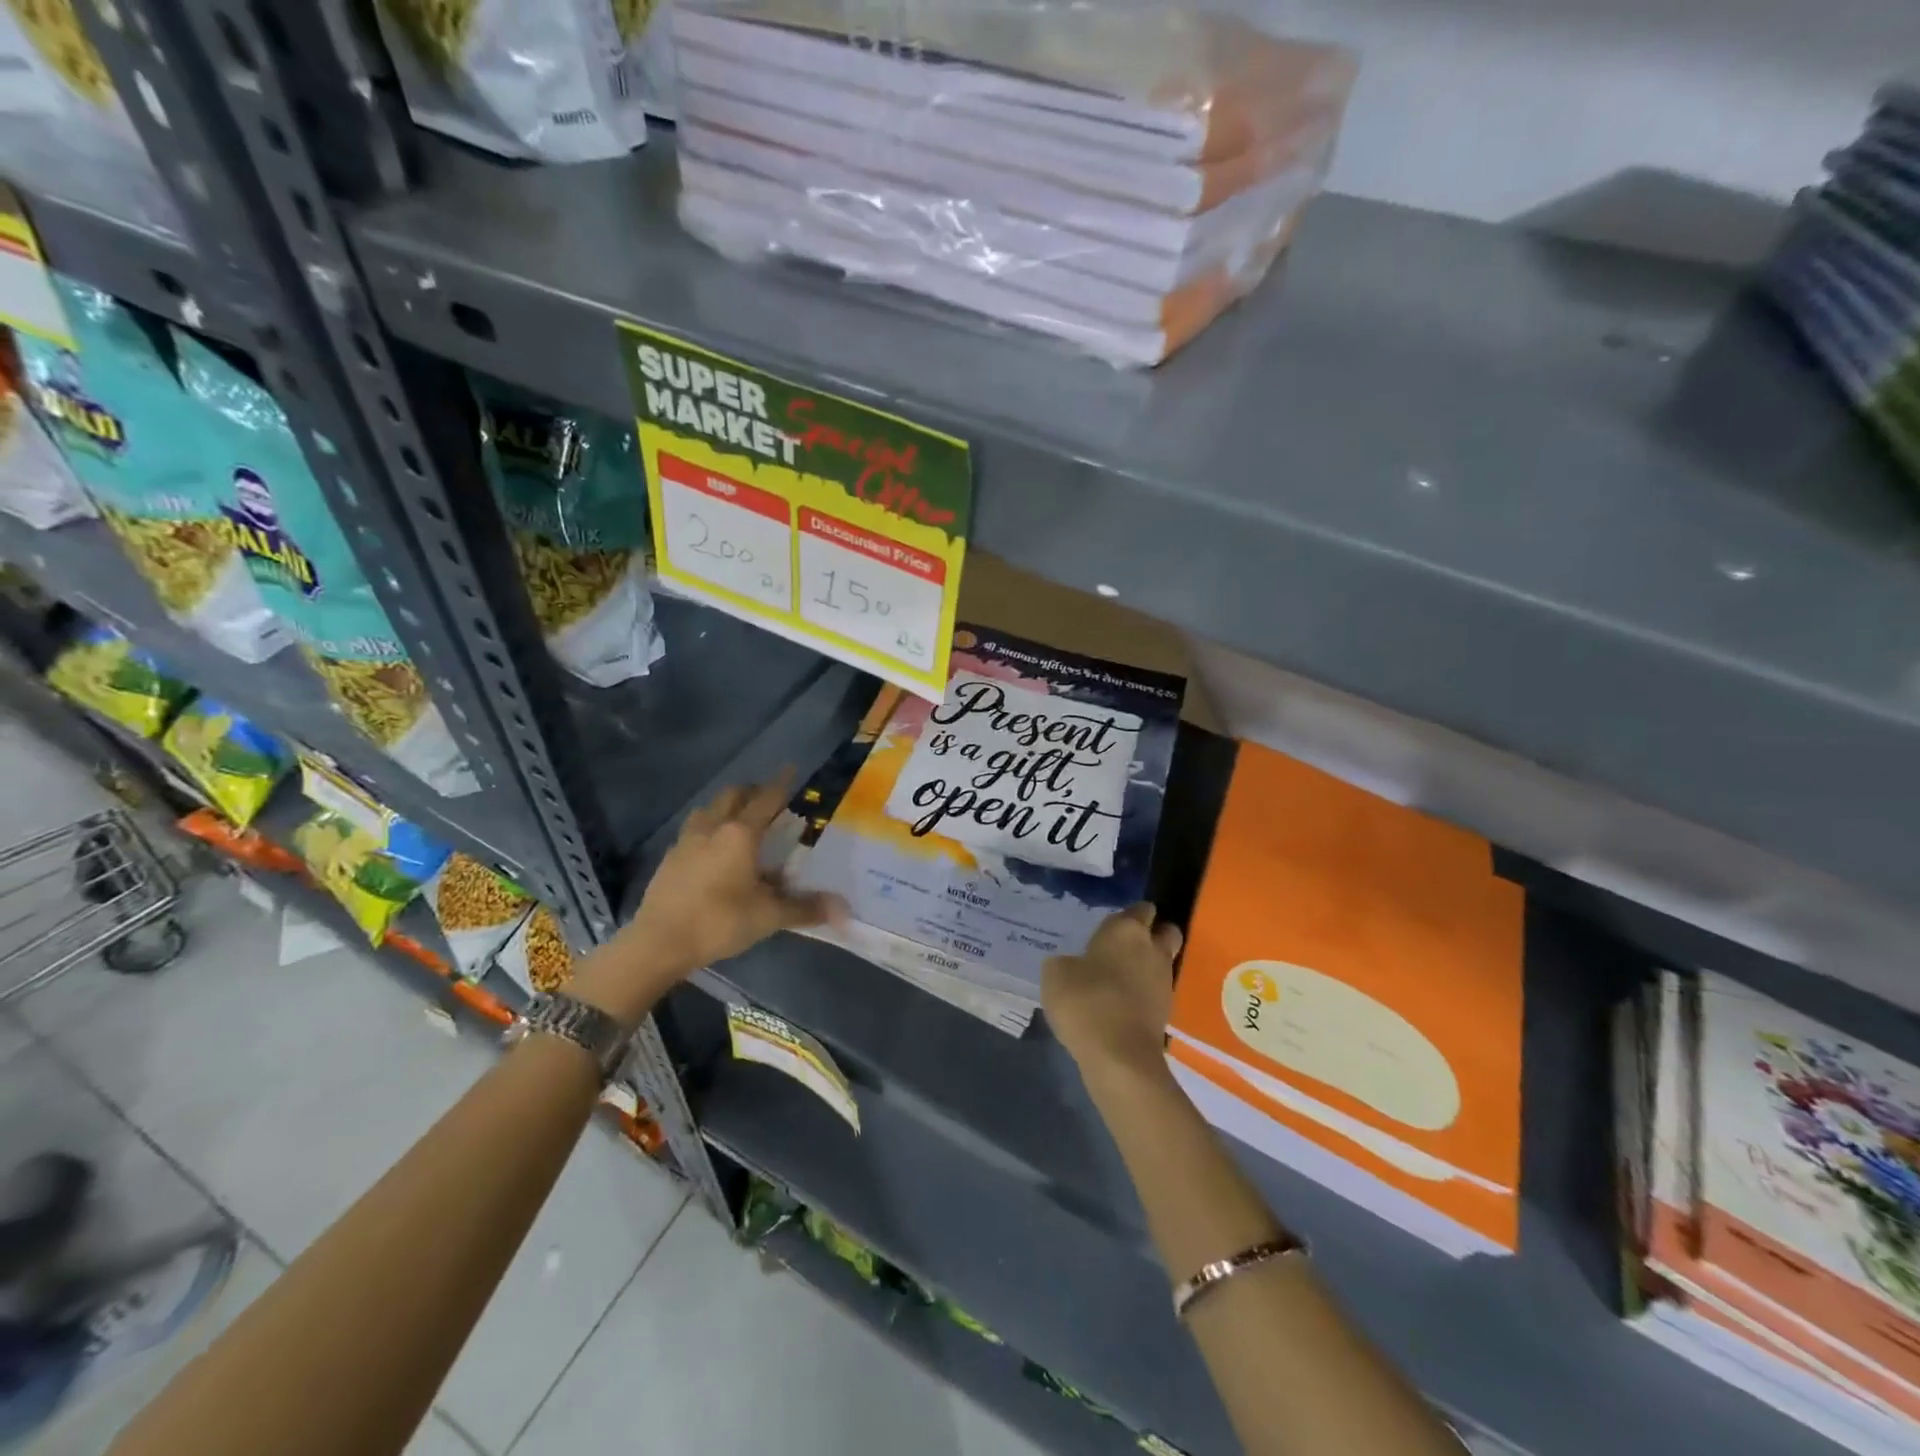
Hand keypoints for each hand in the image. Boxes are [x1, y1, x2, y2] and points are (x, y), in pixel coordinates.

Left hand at [579, 775, 842, 1024]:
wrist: (659, 942)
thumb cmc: (719, 921)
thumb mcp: (768, 917)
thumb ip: (805, 908)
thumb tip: (844, 910)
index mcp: (740, 834)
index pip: (766, 799)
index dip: (781, 783)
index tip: (791, 768)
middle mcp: (713, 828)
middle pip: (733, 795)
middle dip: (752, 791)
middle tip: (768, 798)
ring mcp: (687, 841)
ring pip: (709, 809)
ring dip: (727, 806)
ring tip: (739, 818)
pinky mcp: (670, 858)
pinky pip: (693, 830)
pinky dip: (709, 827)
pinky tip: (712, 847)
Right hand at [1043, 904, 1182, 1083]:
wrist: (1118, 1056)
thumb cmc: (1085, 1001)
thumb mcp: (1055, 974)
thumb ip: (1067, 962)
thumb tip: (1073, 966)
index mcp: (1127, 929)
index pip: (1141, 908)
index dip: (1130, 914)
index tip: (1112, 925)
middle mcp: (1152, 949)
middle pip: (1165, 931)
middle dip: (1151, 935)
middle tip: (1124, 946)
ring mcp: (1165, 981)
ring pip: (1162, 963)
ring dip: (1146, 967)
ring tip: (1118, 979)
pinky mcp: (1167, 1012)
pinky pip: (1155, 992)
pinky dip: (1143, 994)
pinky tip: (1120, 1004)